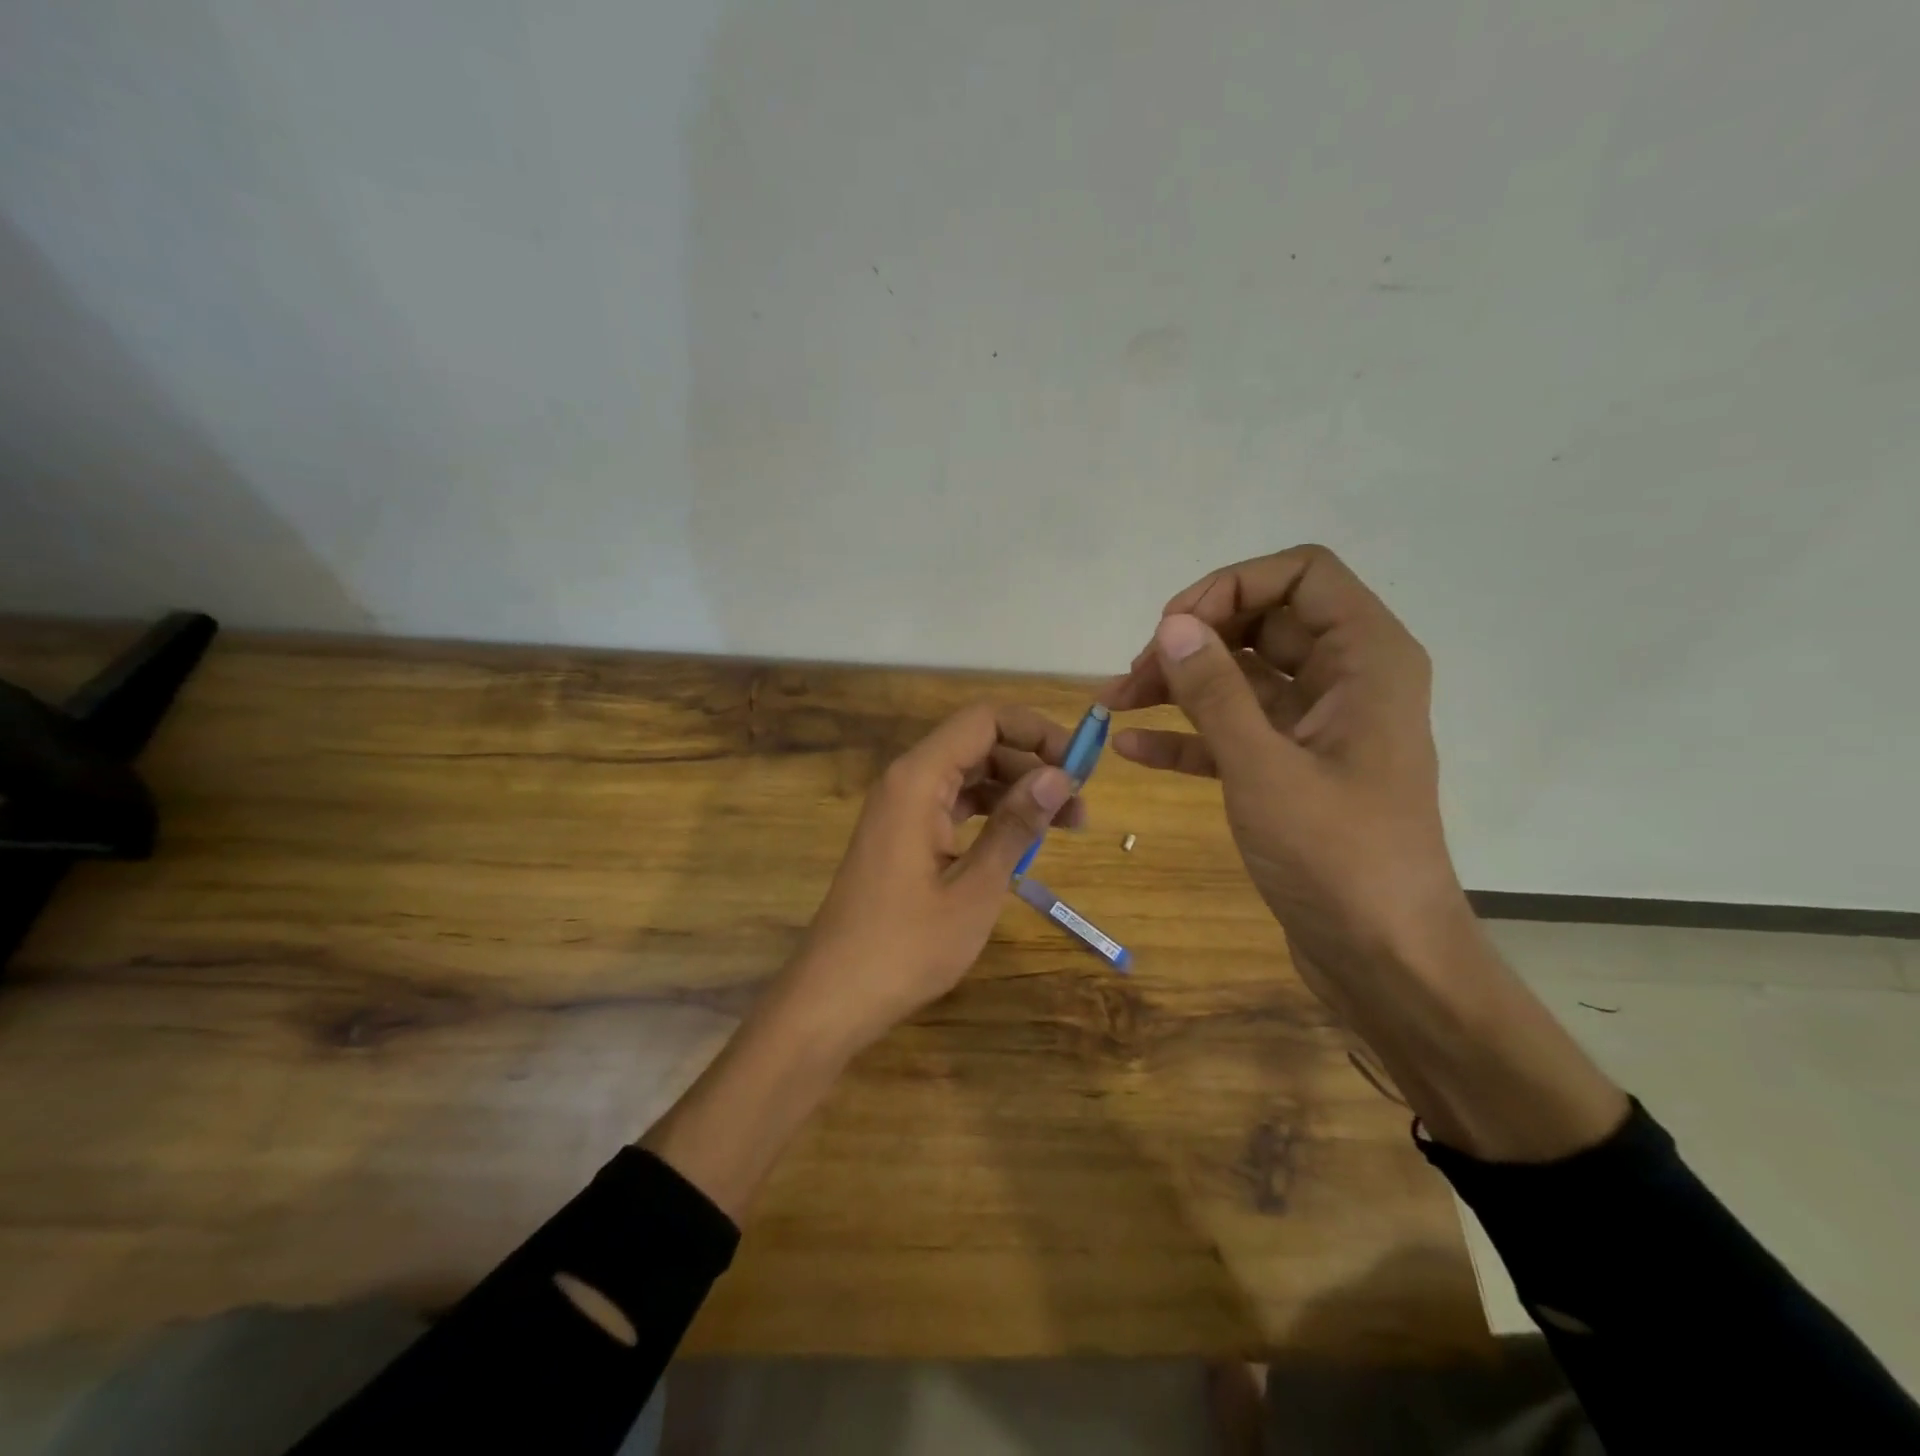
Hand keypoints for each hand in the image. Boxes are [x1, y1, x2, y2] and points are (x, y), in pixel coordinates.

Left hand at [781, 702, 1082, 1055]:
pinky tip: (1021, 841)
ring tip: (1065, 825)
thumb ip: (1016, 826)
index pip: (984, 720)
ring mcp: (900, 809)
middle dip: (1032, 764)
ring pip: (967, 776)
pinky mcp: (901, 836)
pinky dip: (990, 814)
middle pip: (977, 745)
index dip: (1036, 730)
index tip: (1079, 764)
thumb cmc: (906, 946)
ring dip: (1016, 791)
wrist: (834, 996)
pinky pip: (952, 805)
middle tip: (1079, 804)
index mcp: (918, 779)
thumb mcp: (976, 887)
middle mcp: (906, 782)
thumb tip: (1060, 776)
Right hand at [1102, 545, 1464, 992]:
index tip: (1173, 626)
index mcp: (1365, 659)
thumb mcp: (1264, 767)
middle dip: (1193, 640)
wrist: (1384, 960)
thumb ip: (1214, 691)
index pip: (1301, 574)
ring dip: (1179, 685)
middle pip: (1262, 623)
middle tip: (1134, 672)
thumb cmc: (1337, 857)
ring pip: (1241, 679)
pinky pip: (1234, 732)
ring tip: (1115, 703)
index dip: (1232, 585)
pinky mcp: (1292, 770)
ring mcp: (1317, 727)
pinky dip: (1188, 735)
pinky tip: (1132, 747)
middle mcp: (1346, 680)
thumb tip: (1172, 625)